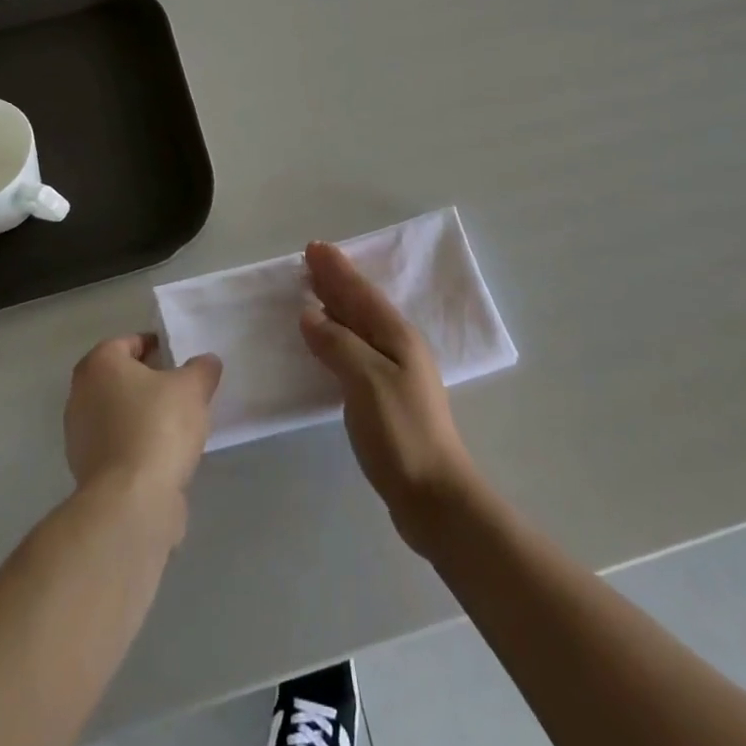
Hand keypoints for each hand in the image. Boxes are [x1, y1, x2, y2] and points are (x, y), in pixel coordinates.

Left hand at [64, 334, 221, 520]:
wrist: (131, 502)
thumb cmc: (158, 427)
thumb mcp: (193, 387)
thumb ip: (202, 369)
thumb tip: (206, 363)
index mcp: (99, 364)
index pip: (128, 342)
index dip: (156, 347)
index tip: (179, 360)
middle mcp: (81, 394)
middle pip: (120, 378)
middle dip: (148, 382)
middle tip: (180, 389)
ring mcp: (80, 436)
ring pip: (118, 413)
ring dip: (142, 415)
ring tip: (177, 424)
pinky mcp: (87, 471)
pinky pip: (118, 445)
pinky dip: (137, 444)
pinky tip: (163, 455)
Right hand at [299, 242, 478, 554]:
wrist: (435, 497)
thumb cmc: (401, 433)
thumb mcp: (366, 381)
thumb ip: (338, 344)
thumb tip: (310, 315)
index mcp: (397, 336)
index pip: (360, 293)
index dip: (337, 270)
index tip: (314, 248)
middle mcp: (398, 347)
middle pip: (362, 304)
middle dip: (337, 280)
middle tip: (312, 259)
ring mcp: (395, 373)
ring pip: (360, 325)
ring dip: (337, 305)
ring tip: (315, 291)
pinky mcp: (387, 397)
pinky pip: (357, 349)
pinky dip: (339, 335)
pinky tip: (327, 343)